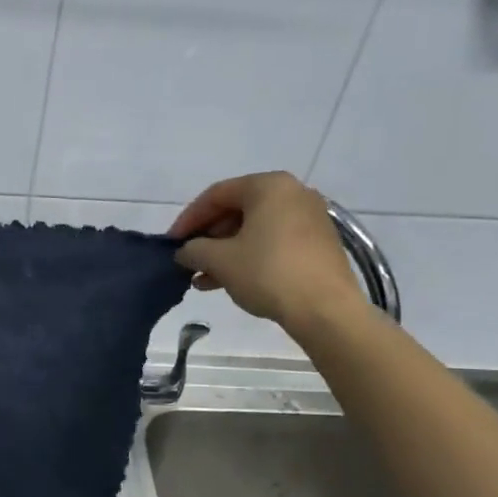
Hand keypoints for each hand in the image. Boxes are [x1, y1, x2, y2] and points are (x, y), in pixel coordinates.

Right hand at [167, 172, 364, 332]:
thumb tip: (184, 251)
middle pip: (237, 210)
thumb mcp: (219, 260)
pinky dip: (248, 257)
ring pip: (254, 229)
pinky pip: (272, 242)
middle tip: (188, 259)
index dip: (188, 219)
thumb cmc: (268, 273)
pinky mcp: (318, 244)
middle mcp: (293, 194)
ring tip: (201, 277)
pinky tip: (227, 281)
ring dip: (224, 251)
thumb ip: (194, 249)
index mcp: (269, 186)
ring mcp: (310, 219)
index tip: (171, 242)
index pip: (216, 194)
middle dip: (207, 237)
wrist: (326, 309)